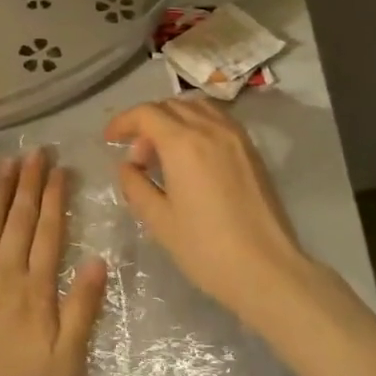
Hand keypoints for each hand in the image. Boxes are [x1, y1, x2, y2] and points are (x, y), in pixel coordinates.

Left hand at [0, 149, 107, 375]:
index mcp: (36, 287)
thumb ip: (82, 308)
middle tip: (36, 152)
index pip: (50, 231)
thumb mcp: (68, 360)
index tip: (61, 169)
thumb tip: (98, 260)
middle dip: (30, 183)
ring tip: (7, 162)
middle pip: (20, 219)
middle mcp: (4, 271)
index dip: (56, 198)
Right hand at [104, 98, 327, 328]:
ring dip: (173, 118)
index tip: (109, 139)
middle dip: (146, 123)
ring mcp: (236, 137)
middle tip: (137, 156)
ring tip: (164, 150)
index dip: (123, 122)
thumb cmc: (206, 248)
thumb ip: (136, 186)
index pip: (146, 114)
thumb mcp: (159, 220)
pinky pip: (218, 120)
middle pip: (170, 106)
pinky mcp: (252, 150)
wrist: (266, 270)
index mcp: (183, 143)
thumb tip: (128, 167)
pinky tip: (192, 155)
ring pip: (197, 107)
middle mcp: (210, 129)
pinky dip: (197, 124)